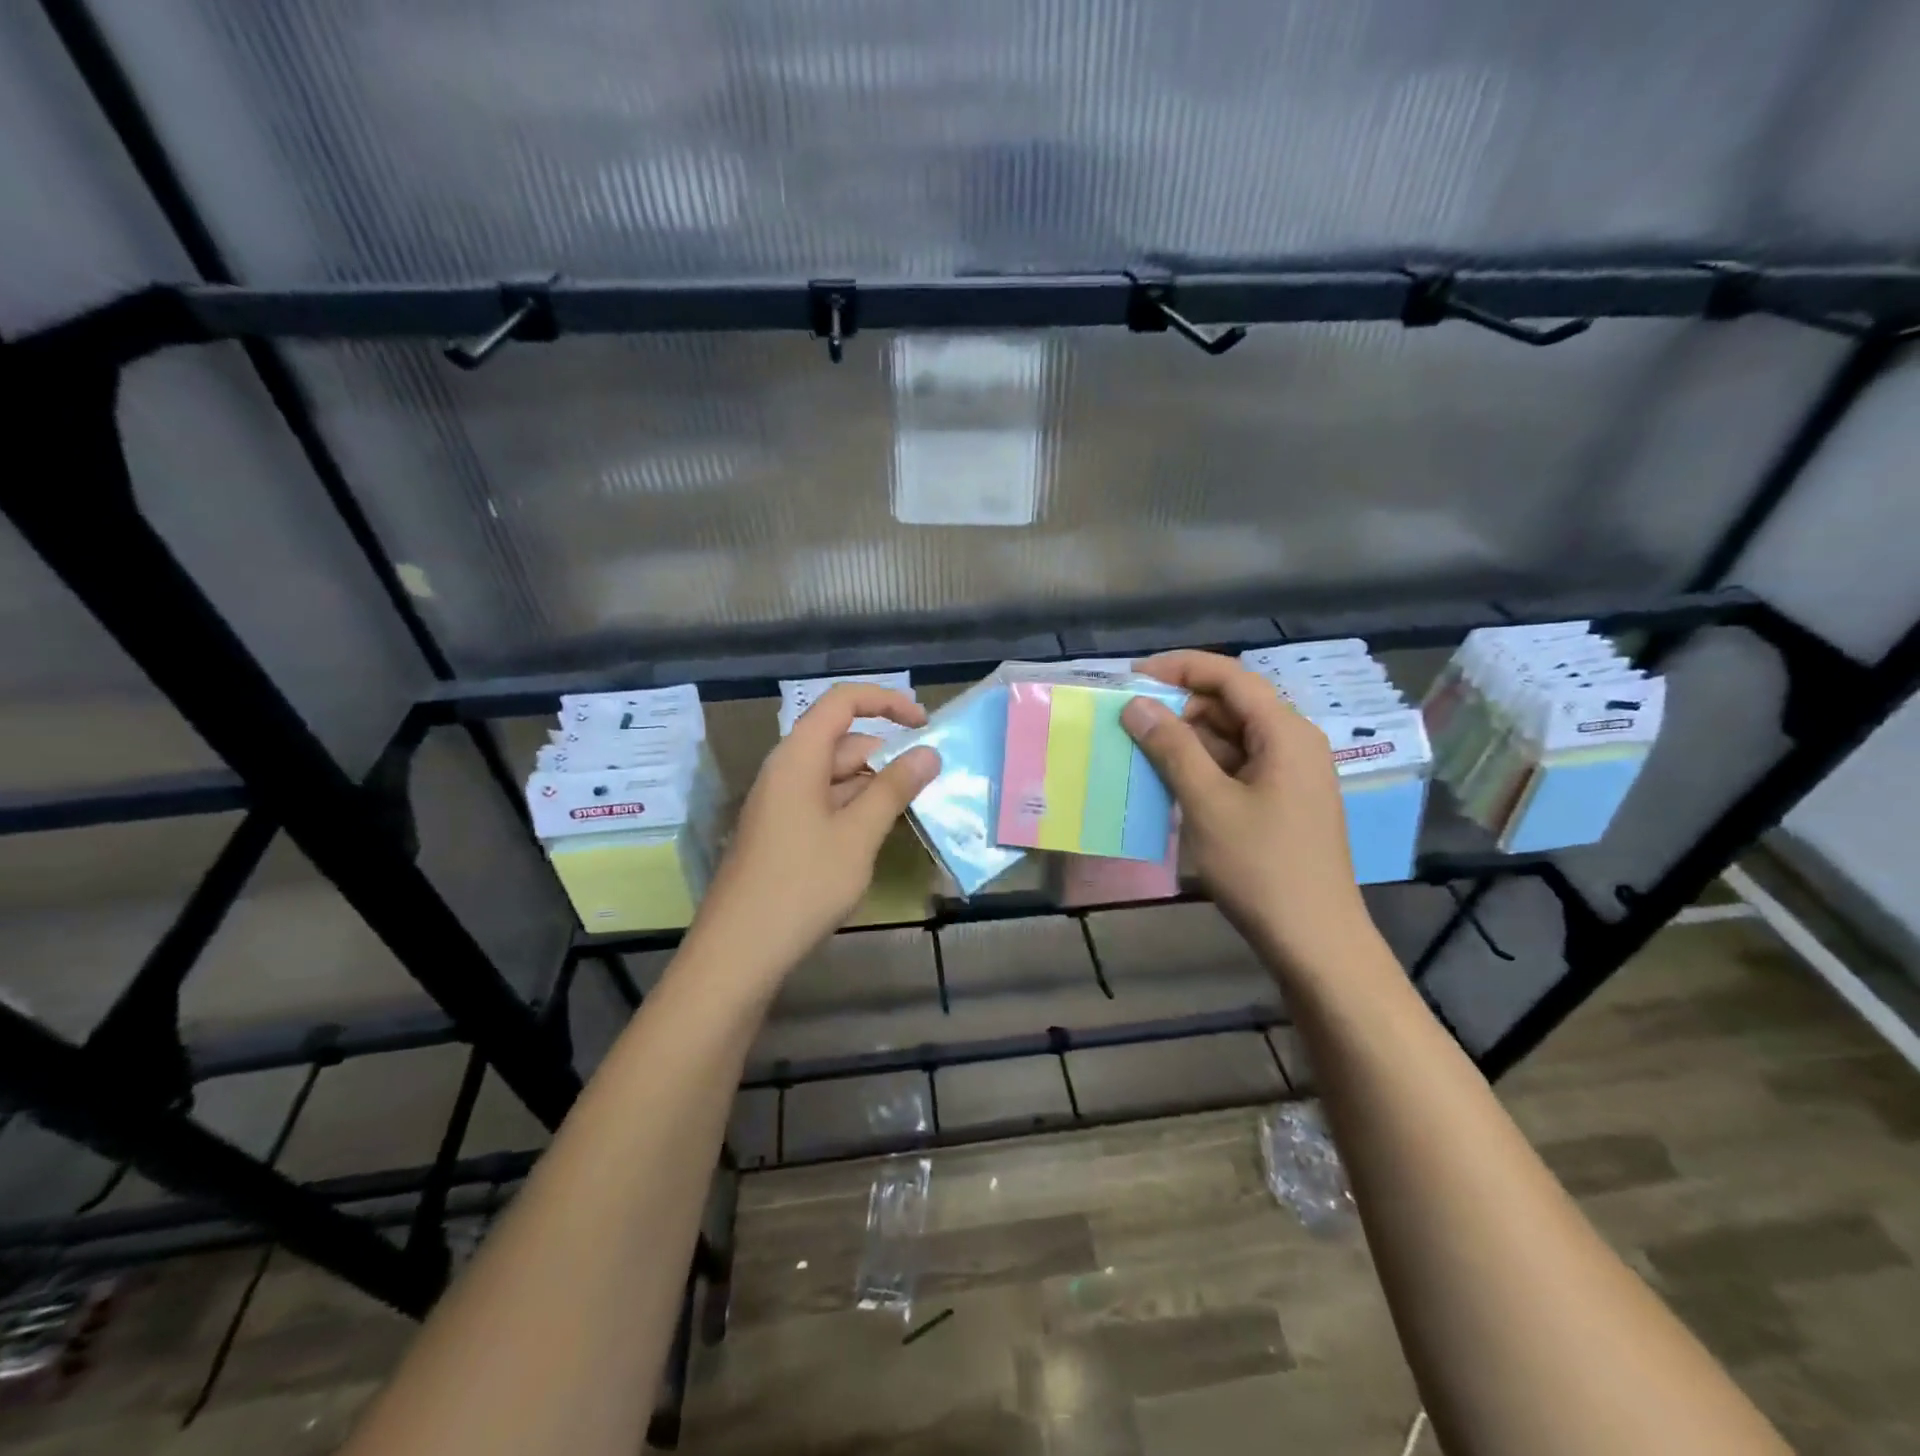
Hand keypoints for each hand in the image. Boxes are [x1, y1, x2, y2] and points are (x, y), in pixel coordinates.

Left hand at [692, 684, 939, 981]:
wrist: (739, 951)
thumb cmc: (802, 885)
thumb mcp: (858, 835)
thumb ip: (894, 788)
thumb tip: (929, 752)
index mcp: (798, 757)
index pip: (842, 701)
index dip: (886, 701)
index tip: (925, 724)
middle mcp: (786, 770)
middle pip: (842, 741)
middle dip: (886, 755)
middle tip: (929, 784)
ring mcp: (781, 803)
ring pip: (836, 776)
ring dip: (874, 786)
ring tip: (910, 811)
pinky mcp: (781, 831)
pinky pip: (824, 803)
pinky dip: (855, 809)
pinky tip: (877, 836)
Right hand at [1121, 651, 1378, 978]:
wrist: (1314, 941)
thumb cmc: (1261, 867)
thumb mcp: (1208, 803)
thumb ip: (1172, 748)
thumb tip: (1136, 704)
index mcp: (1285, 732)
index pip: (1230, 676)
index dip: (1179, 668)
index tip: (1132, 678)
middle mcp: (1293, 743)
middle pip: (1231, 704)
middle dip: (1179, 707)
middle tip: (1129, 724)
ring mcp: (1290, 775)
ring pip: (1231, 738)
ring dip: (1186, 741)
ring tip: (1140, 755)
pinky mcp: (1281, 802)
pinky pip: (1236, 767)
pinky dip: (1202, 768)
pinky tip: (1169, 784)